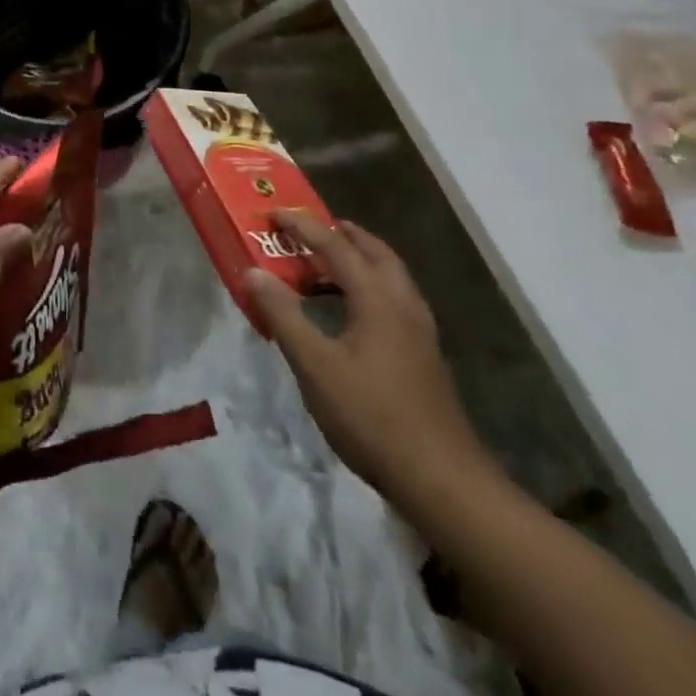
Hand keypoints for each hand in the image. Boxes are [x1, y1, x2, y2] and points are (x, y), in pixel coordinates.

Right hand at [244, 213, 497, 508]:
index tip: (273, 214)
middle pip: (374, 252)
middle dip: (340, 234)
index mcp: (378, 298)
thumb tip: (253, 272)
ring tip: (319, 270)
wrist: (442, 481)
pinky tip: (346, 315)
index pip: (336, 245)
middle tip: (307, 230)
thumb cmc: (372, 417)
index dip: (302, 226)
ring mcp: (419, 331)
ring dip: (355, 261)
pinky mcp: (423, 355)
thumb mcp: (315, 365)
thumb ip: (283, 314)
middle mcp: (404, 304)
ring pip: (387, 276)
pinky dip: (365, 288)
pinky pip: (391, 300)